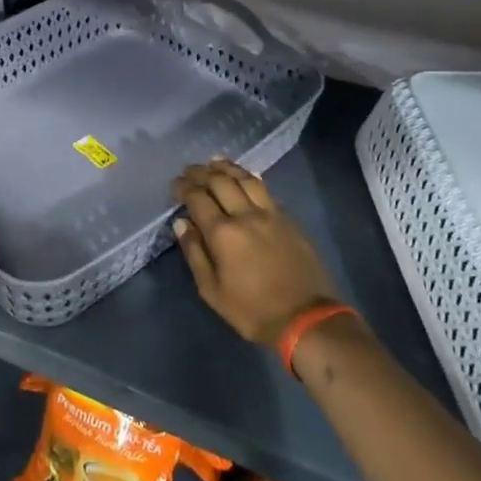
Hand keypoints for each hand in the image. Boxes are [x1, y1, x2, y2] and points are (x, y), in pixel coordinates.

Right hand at [173, 160, 341, 345]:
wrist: (305, 318)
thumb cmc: (252, 310)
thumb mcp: (212, 290)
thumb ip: (195, 252)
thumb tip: (182, 223)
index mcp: (223, 233)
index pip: (198, 198)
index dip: (184, 187)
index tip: (175, 182)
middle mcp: (245, 215)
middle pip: (221, 182)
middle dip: (202, 172)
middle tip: (189, 169)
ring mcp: (270, 214)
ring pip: (246, 180)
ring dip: (227, 168)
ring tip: (214, 162)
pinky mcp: (288, 219)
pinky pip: (265, 190)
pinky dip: (250, 178)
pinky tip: (245, 175)